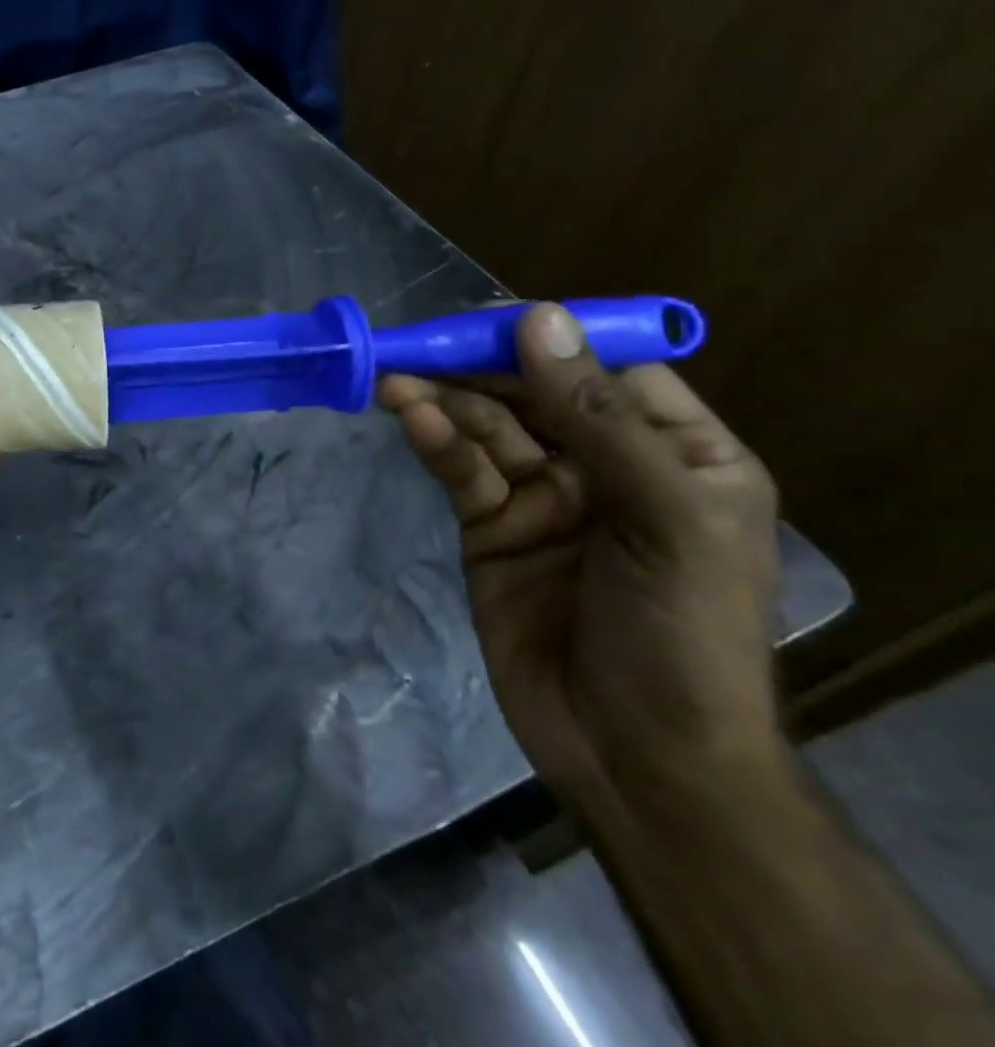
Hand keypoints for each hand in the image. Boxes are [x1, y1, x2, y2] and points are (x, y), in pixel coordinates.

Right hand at [377, 303, 783, 819]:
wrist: (633, 753)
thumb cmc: (680, 632)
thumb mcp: (662, 516)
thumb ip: (598, 416)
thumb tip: (541, 319)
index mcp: (677, 454)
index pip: (608, 371)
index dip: (549, 340)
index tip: (488, 320)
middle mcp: (607, 466)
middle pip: (534, 393)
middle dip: (478, 369)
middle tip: (418, 344)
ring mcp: (544, 495)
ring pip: (487, 427)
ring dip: (443, 400)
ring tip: (393, 380)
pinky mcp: (491, 525)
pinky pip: (461, 469)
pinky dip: (434, 440)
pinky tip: (407, 415)